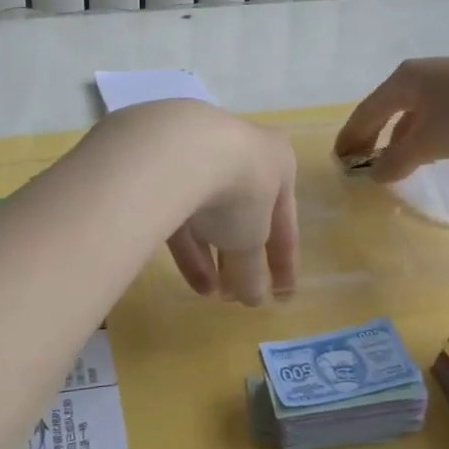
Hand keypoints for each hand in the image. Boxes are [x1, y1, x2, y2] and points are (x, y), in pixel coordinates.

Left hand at [157, 107, 298, 305]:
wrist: (180, 151)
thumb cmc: (238, 191)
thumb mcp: (251, 240)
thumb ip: (253, 270)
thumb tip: (254, 298)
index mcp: (278, 162)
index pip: (285, 220)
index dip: (284, 262)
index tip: (282, 296)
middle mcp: (241, 152)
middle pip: (244, 213)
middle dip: (241, 258)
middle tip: (238, 295)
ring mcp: (199, 154)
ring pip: (210, 212)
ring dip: (214, 255)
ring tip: (213, 295)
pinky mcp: (164, 165)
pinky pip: (181, 208)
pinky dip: (188, 243)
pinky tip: (191, 277)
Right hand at [333, 53, 448, 182]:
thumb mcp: (428, 142)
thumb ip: (397, 160)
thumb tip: (375, 174)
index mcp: (402, 81)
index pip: (366, 112)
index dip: (350, 137)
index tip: (339, 159)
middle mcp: (420, 77)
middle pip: (387, 109)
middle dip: (372, 136)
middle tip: (361, 161)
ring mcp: (448, 82)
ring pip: (413, 113)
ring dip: (399, 137)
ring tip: (394, 162)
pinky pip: (435, 116)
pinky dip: (423, 134)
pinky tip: (429, 151)